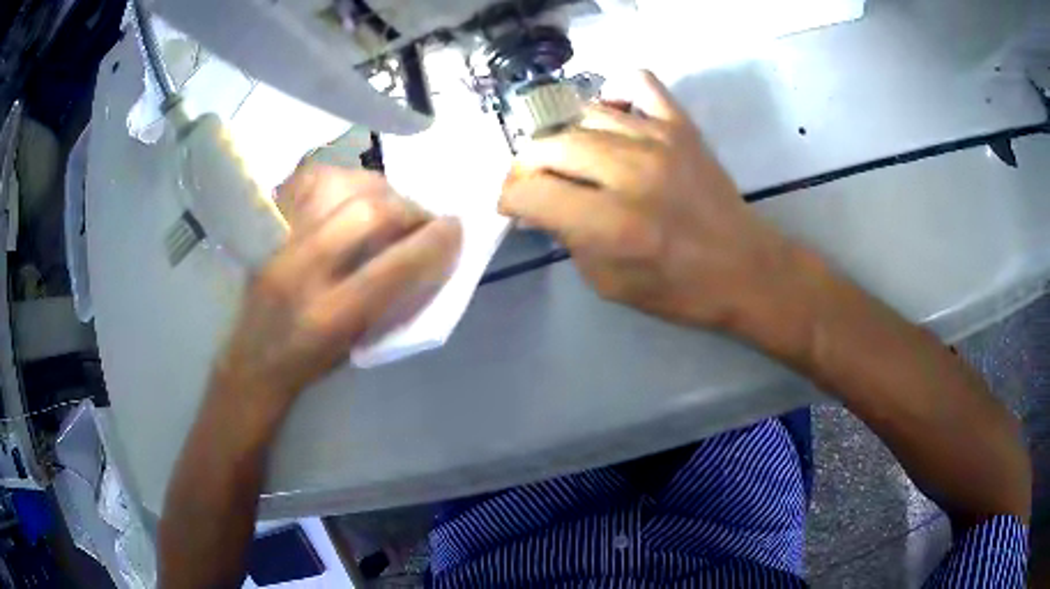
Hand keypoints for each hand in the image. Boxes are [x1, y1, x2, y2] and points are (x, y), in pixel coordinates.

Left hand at [212, 166, 461, 403]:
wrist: (253, 358)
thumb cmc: (312, 362)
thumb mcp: (359, 344)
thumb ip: (394, 299)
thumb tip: (429, 252)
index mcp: (331, 317)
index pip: (394, 267)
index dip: (434, 242)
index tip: (455, 229)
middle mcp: (301, 271)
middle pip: (367, 213)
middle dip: (409, 208)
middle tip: (422, 218)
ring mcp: (279, 241)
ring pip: (338, 184)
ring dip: (378, 188)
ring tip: (389, 203)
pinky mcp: (267, 225)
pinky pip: (308, 179)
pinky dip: (341, 178)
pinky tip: (352, 191)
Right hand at [500, 71, 799, 332]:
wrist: (744, 268)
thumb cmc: (678, 289)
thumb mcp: (608, 284)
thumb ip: (567, 239)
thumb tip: (538, 205)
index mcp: (611, 224)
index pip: (529, 190)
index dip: (510, 197)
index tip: (517, 205)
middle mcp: (630, 172)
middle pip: (549, 145)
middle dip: (530, 166)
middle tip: (540, 183)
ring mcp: (658, 140)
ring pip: (584, 115)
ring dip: (568, 138)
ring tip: (577, 159)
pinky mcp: (681, 125)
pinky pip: (638, 82)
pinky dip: (617, 93)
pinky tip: (613, 117)